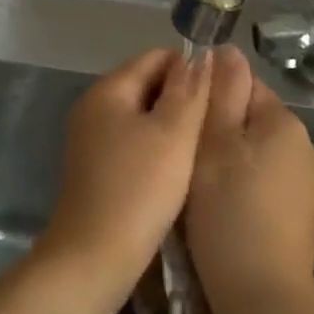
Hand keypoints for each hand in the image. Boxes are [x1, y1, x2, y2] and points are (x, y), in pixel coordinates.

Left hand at [35, 48, 211, 312]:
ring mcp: (91, 139)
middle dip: (184, 99)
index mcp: (108, 89)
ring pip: (143, 117)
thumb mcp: (174, 133)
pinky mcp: (96, 169)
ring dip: (173, 127)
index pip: (157, 57)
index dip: (193, 70)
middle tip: (218, 125)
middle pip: (148, 84)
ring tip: (205, 148)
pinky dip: (157, 149)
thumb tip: (202, 54)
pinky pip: (134, 144)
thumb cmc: (139, 189)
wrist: (93, 258)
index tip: (222, 96)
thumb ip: (190, 89)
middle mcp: (94, 107)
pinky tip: (180, 171)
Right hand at [186, 47, 313, 313]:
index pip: (241, 85)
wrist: (261, 299)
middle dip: (214, 131)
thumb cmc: (229, 214)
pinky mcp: (297, 214)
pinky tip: (218, 211)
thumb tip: (226, 50)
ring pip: (251, 152)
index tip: (179, 124)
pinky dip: (237, 187)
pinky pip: (260, 182)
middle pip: (247, 119)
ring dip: (223, 160)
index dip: (206, 99)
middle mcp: (302, 146)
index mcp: (284, 122)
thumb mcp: (215, 145)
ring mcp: (304, 183)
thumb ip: (221, 93)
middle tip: (181, 158)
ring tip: (194, 187)